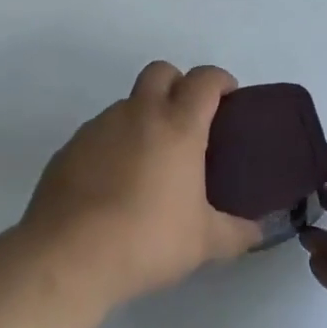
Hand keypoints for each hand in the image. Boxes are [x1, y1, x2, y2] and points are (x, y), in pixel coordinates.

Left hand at [25, 63, 261, 307]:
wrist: (68, 256)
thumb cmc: (147, 239)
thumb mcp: (203, 243)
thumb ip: (236, 233)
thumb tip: (258, 232)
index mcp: (178, 125)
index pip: (205, 79)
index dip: (220, 80)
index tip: (229, 97)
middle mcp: (140, 113)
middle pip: (161, 71)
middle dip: (178, 84)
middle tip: (187, 120)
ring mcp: (100, 126)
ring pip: (128, 103)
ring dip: (143, 117)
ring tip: (148, 161)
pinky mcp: (70, 147)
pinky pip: (99, 132)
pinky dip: (113, 144)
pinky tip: (113, 183)